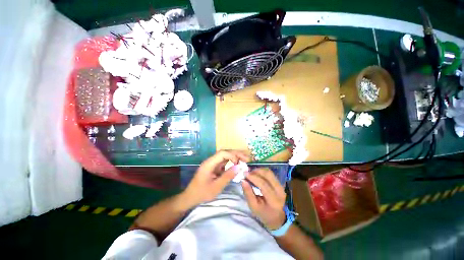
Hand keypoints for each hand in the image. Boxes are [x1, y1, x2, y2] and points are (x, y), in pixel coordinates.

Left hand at [182, 150, 249, 206]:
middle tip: (247, 158)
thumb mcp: (216, 187)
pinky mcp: (214, 167)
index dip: (232, 155)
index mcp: (209, 163)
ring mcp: (213, 163)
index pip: (222, 153)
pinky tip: (237, 165)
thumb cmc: (202, 193)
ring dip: (235, 157)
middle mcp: (211, 160)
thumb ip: (228, 176)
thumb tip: (239, 167)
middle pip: (225, 152)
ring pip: (226, 156)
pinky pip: (224, 162)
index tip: (239, 163)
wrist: (190, 197)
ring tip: (245, 160)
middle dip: (236, 154)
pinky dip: (232, 162)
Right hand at [241, 168, 285, 229]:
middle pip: (268, 175)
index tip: (244, 173)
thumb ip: (248, 193)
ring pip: (270, 172)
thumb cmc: (264, 214)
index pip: (263, 184)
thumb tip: (243, 180)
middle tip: (248, 172)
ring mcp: (281, 186)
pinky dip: (262, 172)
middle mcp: (280, 191)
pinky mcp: (280, 183)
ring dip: (259, 170)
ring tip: (251, 173)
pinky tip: (257, 174)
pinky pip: (271, 174)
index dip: (253, 177)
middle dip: (256, 171)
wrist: (278, 219)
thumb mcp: (253, 207)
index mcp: (273, 200)